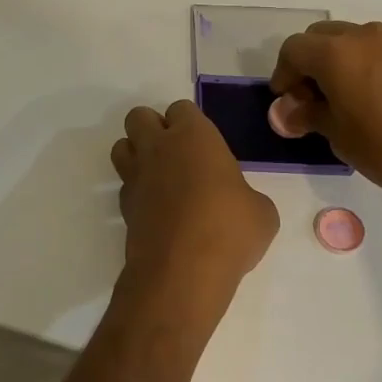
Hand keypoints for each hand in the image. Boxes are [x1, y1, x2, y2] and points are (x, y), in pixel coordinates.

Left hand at [110, 100, 278, 291]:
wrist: (183, 272)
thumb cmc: (230, 230)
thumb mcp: (261, 212)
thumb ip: (245, 196)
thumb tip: (239, 204)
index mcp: (194, 136)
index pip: (181, 109)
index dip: (191, 124)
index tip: (205, 146)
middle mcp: (158, 148)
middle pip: (139, 117)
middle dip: (153, 128)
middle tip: (177, 154)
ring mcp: (135, 177)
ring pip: (121, 146)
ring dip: (136, 154)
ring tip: (160, 177)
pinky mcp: (123, 208)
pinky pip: (124, 186)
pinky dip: (136, 192)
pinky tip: (157, 211)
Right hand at [268, 20, 381, 184]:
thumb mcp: (336, 133)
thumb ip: (307, 115)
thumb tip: (287, 112)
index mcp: (334, 52)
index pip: (293, 50)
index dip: (283, 74)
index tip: (285, 100)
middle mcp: (360, 36)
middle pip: (320, 37)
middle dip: (308, 62)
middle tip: (309, 97)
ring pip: (349, 40)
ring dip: (335, 61)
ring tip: (338, 97)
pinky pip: (374, 49)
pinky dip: (360, 64)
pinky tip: (365, 96)